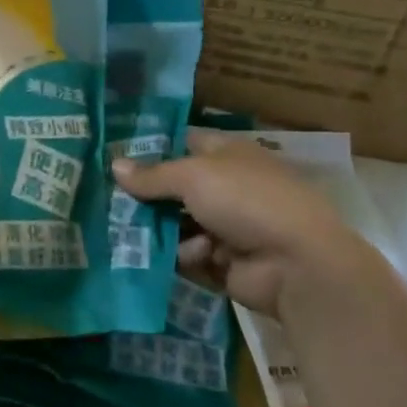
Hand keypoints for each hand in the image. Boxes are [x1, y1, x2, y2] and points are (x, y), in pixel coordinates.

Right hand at [112, 131, 384, 316]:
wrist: (298, 263)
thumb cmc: (247, 201)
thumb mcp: (194, 176)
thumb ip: (153, 174)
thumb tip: (114, 165)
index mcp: (226, 154)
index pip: (181, 143)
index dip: (150, 148)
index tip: (113, 156)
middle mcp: (225, 186)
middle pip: (173, 188)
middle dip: (145, 196)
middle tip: (109, 202)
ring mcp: (226, 225)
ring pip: (176, 223)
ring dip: (162, 230)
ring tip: (140, 233)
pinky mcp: (223, 261)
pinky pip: (189, 254)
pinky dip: (187, 255)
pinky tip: (195, 256)